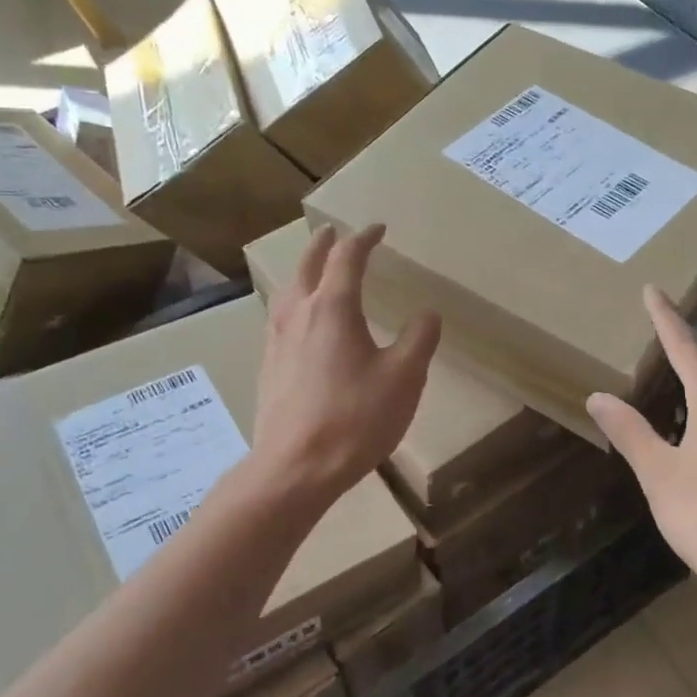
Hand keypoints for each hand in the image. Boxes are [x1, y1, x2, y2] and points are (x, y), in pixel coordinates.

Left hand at [252, 224, 439, 511]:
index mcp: (334, 308)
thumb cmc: (355, 419)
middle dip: (323, 245)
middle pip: (308, 265)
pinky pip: (280, 317)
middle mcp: (299, 314)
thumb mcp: (404, 378)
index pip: (347, 258)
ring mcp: (277, 340)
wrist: (295, 467)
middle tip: (332, 231)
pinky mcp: (269, 367)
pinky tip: (299, 322)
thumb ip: (419, 339)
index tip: (377, 229)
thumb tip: (427, 313)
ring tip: (313, 269)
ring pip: (288, 290)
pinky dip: (294, 302)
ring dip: (303, 271)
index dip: (364, 238)